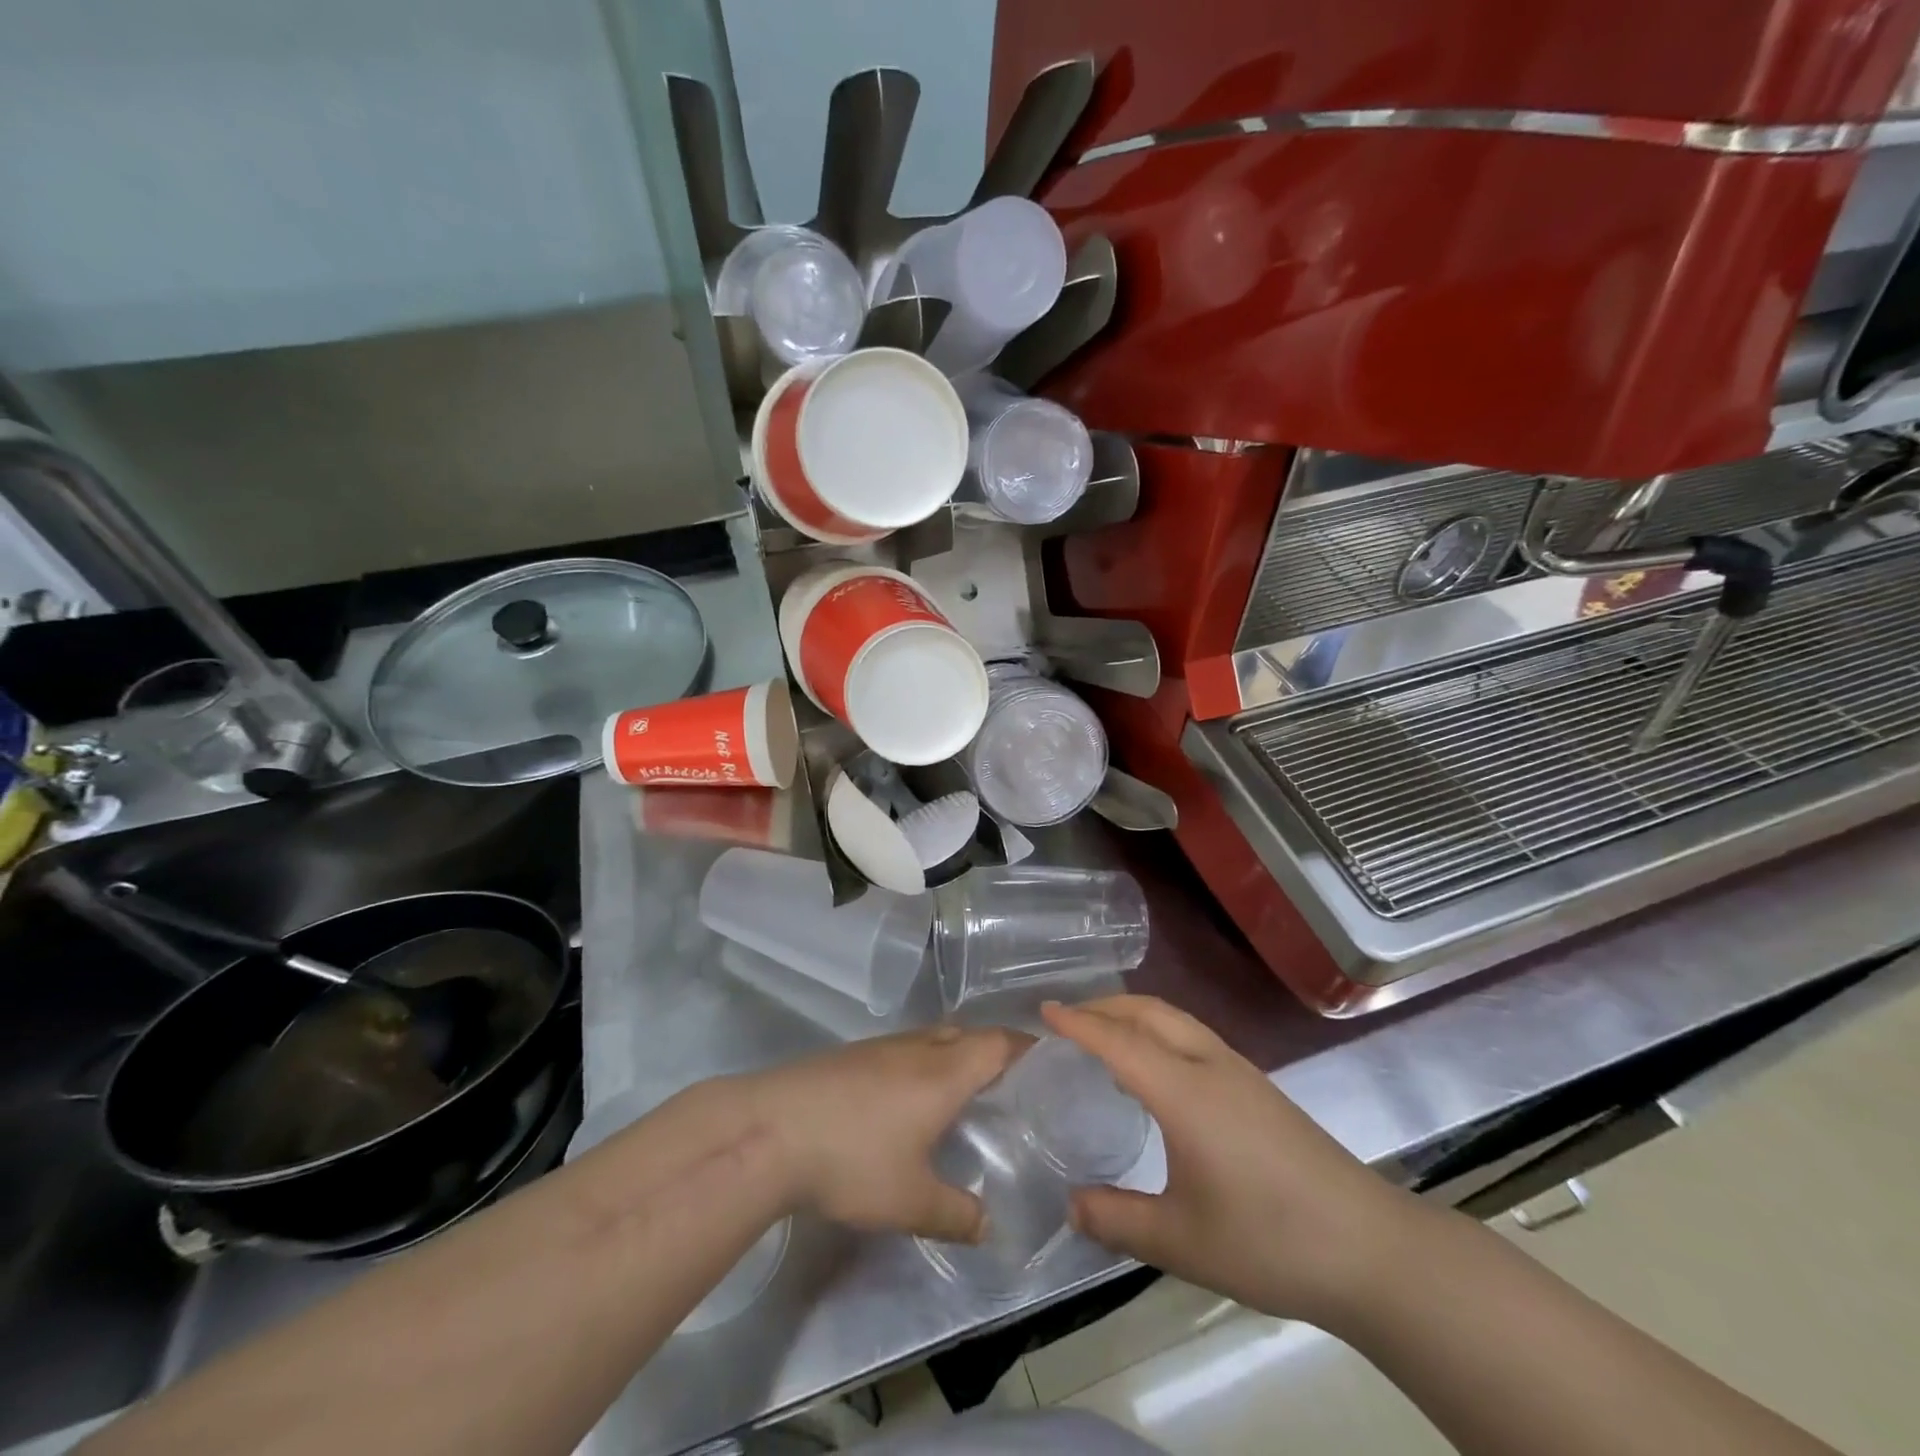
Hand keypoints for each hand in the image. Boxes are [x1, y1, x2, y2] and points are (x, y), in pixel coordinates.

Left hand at [740, 1025, 1024, 1242]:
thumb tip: (988, 1226)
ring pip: (931, 1037)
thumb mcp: (910, 1202)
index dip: (1024, 1047)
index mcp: (943, 1074)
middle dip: (991, 1048)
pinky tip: (906, 1094)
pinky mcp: (850, 1055)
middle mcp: (917, 1049)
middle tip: (1008, 1079)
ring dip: (953, 1051)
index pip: (997, 1044)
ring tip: (961, 1085)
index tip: (1045, 1058)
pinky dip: (921, 1060)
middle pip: (966, 1033)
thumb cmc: (852, 1161)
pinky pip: (902, 1047)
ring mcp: (879, 1047)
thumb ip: (955, 1214)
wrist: (770, 1129)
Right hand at [1043, 996, 1420, 1323]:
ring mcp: (1240, 1072)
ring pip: (1176, 1020)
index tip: (1043, 1010)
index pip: (1119, 1041)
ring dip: (1135, 1015)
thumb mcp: (1181, 1242)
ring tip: (1106, 1037)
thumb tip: (1069, 1206)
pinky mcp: (1260, 1088)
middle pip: (1149, 1013)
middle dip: (1105, 1006)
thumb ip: (1118, 1220)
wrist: (1370, 1248)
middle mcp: (1210, 1066)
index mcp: (1185, 1092)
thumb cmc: (1269, 1240)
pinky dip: (1160, 1032)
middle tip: (1067, 1018)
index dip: (1078, 1023)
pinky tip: (1157, 1070)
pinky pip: (1195, 1037)